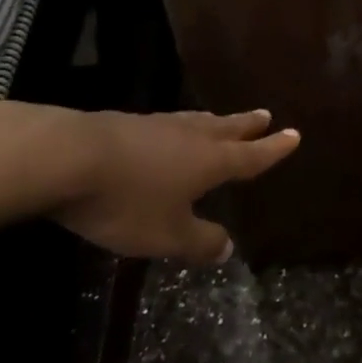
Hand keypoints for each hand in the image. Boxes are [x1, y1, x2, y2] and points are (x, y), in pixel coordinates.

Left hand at [44, 107, 299, 262]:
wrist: (67, 158)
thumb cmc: (127, 200)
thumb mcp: (166, 235)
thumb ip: (199, 242)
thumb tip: (228, 248)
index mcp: (210, 162)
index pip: (251, 156)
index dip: (273, 149)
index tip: (294, 134)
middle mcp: (190, 137)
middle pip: (227, 129)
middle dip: (248, 125)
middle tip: (266, 115)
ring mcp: (157, 126)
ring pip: (196, 122)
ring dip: (215, 122)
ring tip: (223, 120)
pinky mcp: (126, 123)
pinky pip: (167, 123)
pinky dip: (180, 126)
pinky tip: (168, 130)